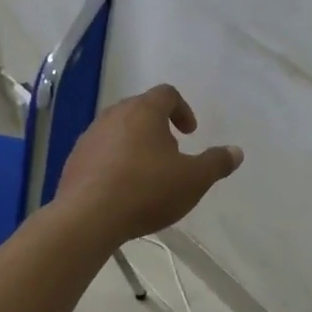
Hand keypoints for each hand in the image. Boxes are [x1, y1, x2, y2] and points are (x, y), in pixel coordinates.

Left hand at [57, 84, 243, 244]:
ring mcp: (90, 137)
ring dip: (135, 144)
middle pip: (140, 109)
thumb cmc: (147, 190)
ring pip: (118, 130)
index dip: (182, 110)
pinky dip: (115, 162)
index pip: (167, 94)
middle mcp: (114, 115)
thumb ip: (216, 163)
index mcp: (144, 111)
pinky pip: (101, 152)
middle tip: (171, 152)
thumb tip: (236, 151)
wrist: (88, 217)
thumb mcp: (193, 180)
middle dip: (158, 127)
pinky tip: (122, 189)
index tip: (190, 133)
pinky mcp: (74, 160)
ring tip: (147, 173)